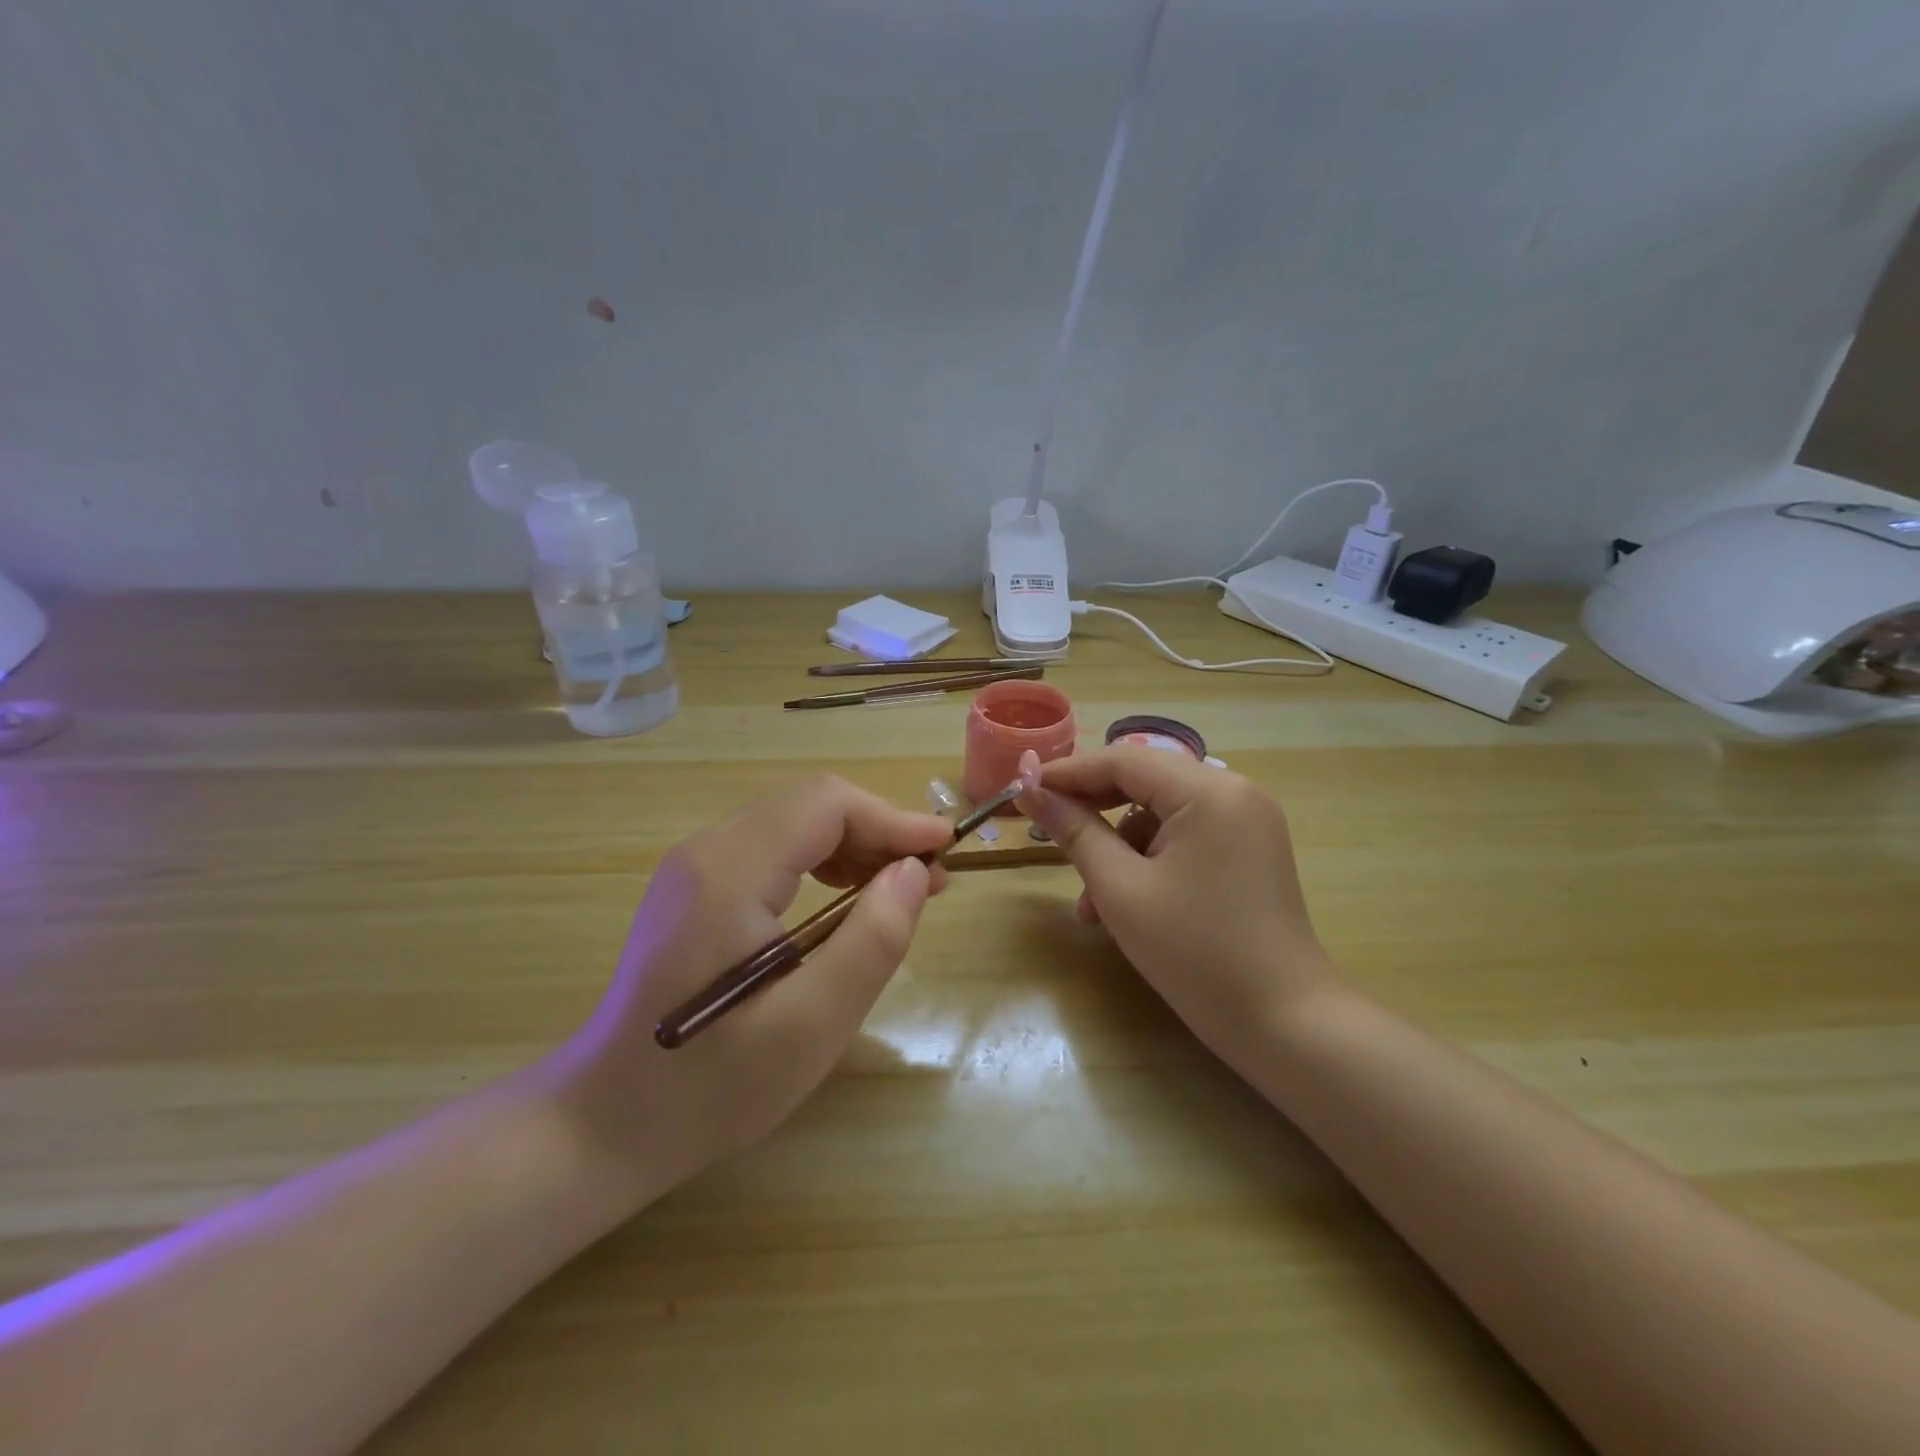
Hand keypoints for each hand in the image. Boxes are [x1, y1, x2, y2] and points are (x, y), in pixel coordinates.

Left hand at [548, 777, 953, 1199]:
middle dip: (878, 832)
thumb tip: (914, 871)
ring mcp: (694, 867)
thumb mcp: (812, 1025)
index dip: (893, 818)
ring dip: (853, 845)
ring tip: (897, 890)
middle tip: (928, 880)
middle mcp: (706, 851)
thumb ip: (871, 941)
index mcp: (729, 873)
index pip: (826, 805)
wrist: (606, 1123)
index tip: (946, 850)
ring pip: (794, 824)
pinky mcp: (695, 888)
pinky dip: (821, 861)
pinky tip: (845, 898)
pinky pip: (772, 849)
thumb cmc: (712, 1087)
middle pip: (810, 807)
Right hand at [1020, 747, 1334, 1064]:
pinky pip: (1185, 837)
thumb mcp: (1120, 889)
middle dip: (1092, 810)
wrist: (1285, 1024)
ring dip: (1118, 847)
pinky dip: (1150, 860)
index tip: (1021, 788)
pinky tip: (1125, 905)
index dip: (1067, 772)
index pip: (1123, 760)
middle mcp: (1234, 791)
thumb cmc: (1195, 953)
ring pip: (1161, 814)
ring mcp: (1248, 821)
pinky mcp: (1250, 850)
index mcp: (1208, 791)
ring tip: (1090, 904)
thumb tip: (1031, 790)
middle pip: (1144, 782)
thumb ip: (1075, 831)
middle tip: (1047, 832)